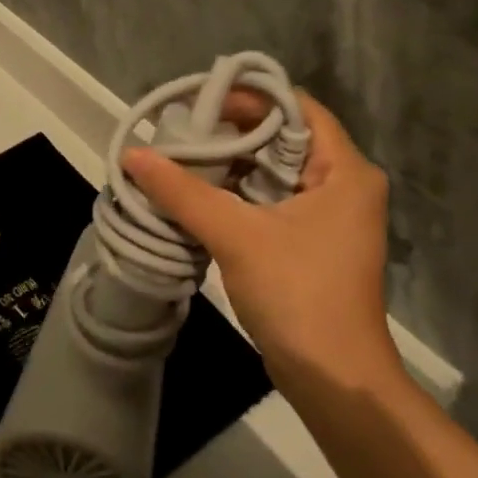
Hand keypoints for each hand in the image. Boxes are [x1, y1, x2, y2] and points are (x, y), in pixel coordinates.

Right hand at [122, 92, 405, 399]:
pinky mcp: (310, 243)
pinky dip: (236, 195)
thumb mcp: (237, 235)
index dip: (251, 98)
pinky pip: (271, 201)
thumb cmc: (298, 294)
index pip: (298, 108)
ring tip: (181, 158)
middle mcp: (343, 185)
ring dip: (230, 165)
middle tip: (182, 132)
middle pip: (283, 138)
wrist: (334, 379)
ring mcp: (328, 216)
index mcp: (344, 170)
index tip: (202, 102)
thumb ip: (183, 191)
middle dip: (232, 132)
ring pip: (274, 172)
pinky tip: (197, 195)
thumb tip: (133, 154)